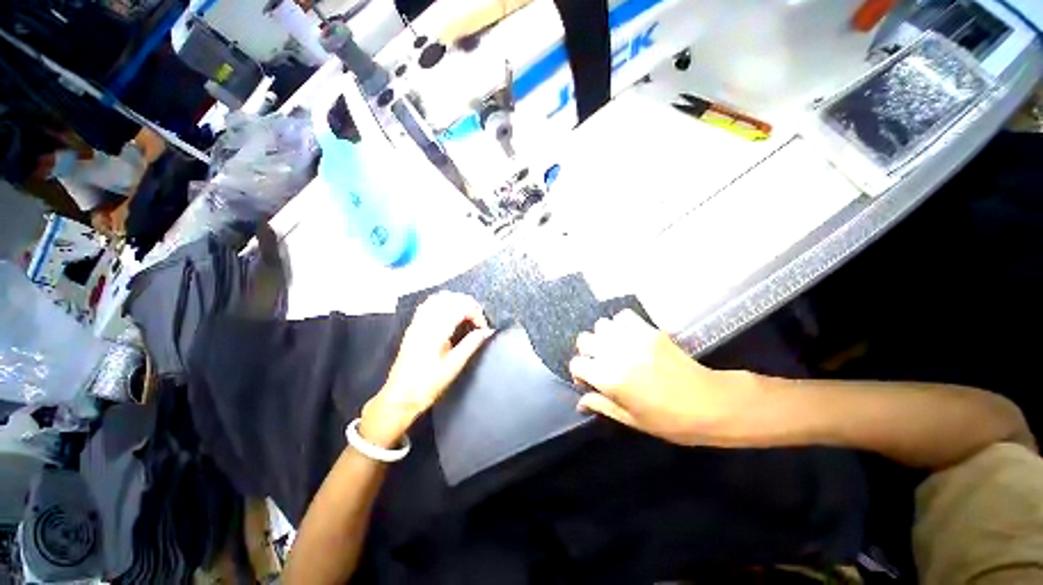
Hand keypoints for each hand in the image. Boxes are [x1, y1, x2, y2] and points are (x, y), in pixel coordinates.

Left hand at [361, 292, 493, 446]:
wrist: (400, 396)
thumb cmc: (428, 384)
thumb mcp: (454, 365)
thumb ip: (471, 344)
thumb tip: (487, 332)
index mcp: (437, 329)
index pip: (462, 307)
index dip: (477, 314)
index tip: (483, 329)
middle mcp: (426, 320)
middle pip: (450, 297)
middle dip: (468, 303)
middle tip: (477, 319)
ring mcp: (417, 322)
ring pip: (438, 297)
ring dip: (455, 301)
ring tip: (465, 315)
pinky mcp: (412, 327)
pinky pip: (428, 304)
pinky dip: (442, 303)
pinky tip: (448, 315)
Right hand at [570, 310, 762, 446]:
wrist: (710, 404)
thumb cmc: (670, 421)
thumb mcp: (632, 420)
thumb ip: (602, 405)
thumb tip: (580, 401)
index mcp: (609, 379)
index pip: (577, 364)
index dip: (579, 372)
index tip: (589, 380)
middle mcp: (616, 354)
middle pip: (584, 339)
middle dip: (587, 351)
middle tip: (599, 362)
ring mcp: (633, 339)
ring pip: (601, 325)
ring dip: (603, 336)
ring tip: (614, 347)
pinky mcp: (650, 331)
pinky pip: (624, 316)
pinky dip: (621, 323)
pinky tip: (628, 335)